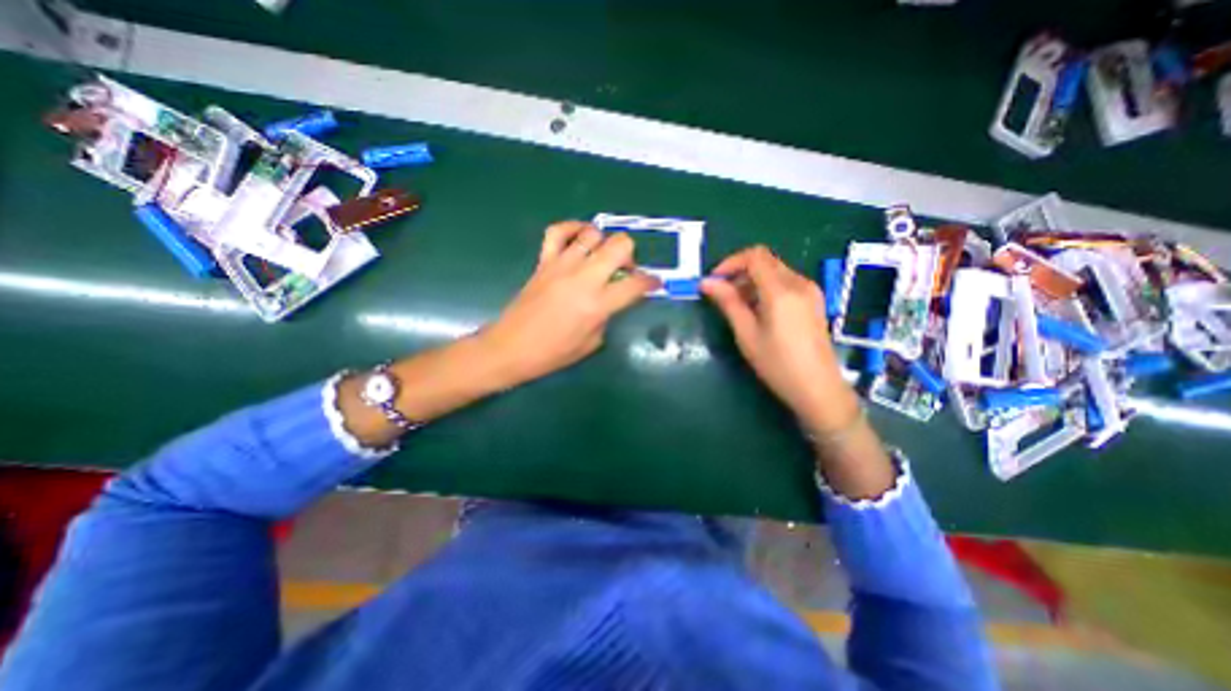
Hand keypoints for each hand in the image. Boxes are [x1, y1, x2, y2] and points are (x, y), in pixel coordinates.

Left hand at [476, 220, 658, 386]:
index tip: (654, 283)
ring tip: (602, 257)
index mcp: (598, 305)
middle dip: (631, 255)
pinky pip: (558, 232)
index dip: (651, 282)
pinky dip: (572, 228)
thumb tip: (611, 300)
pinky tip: (580, 238)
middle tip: (625, 270)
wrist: (511, 348)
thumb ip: (607, 316)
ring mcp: (562, 265)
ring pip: (593, 234)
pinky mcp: (544, 262)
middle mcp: (584, 278)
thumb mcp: (591, 343)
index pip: (636, 284)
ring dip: (605, 243)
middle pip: (620, 246)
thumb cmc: (553, 354)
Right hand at [697, 245, 857, 435]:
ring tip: (738, 306)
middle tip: (722, 295)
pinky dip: (766, 288)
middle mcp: (799, 283)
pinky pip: (786, 283)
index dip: (730, 262)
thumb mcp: (746, 334)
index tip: (714, 281)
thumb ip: (728, 303)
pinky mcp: (814, 300)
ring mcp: (810, 291)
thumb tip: (706, 282)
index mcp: (781, 290)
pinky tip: (758, 311)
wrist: (818, 388)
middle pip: (765, 261)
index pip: (755, 256)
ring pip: (775, 271)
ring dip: (752, 281)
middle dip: (739, 272)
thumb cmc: (777, 364)